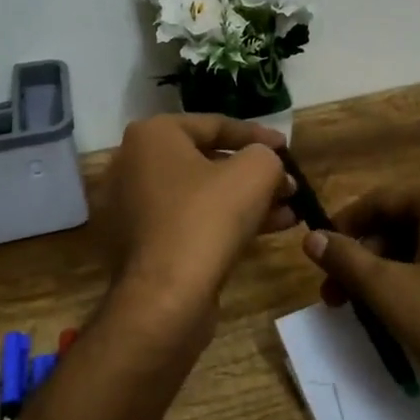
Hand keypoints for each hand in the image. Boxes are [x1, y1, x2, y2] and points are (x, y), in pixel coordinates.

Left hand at [99, 115, 295, 319]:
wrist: (166, 295)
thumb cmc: (208, 217)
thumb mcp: (255, 172)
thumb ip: (266, 156)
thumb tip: (266, 163)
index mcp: (151, 136)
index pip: (214, 125)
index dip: (257, 135)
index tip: (287, 148)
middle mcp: (132, 165)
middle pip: (206, 162)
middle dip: (253, 174)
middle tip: (287, 184)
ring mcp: (131, 208)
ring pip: (200, 196)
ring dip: (246, 201)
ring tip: (288, 211)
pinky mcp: (139, 245)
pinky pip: (188, 222)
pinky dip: (223, 223)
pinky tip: (267, 231)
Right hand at [300, 174, 419, 400]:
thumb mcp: (389, 290)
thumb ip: (345, 258)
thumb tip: (310, 237)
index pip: (377, 201)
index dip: (341, 229)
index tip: (316, 259)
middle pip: (398, 220)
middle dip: (364, 258)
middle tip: (335, 296)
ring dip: (386, 270)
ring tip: (363, 308)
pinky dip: (417, 274)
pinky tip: (400, 307)